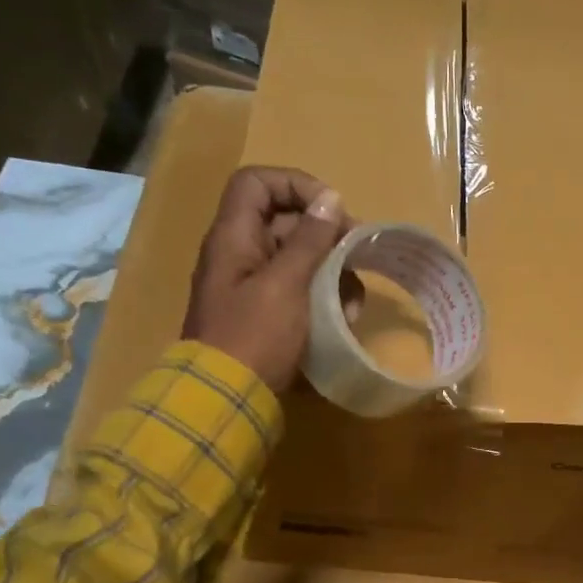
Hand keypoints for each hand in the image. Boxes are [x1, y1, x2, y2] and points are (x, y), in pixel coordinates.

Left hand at [181, 166, 353, 391]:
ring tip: (353, 301)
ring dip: (331, 273)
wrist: (226, 399)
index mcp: (233, 237)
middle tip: (356, 255)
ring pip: (298, 259)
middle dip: (326, 237)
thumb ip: (309, 240)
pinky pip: (298, 291)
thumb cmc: (255, 336)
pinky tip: (344, 319)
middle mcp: (239, 254)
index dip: (295, 185)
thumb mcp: (286, 284)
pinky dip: (323, 298)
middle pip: (284, 222)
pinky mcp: (266, 315)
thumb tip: (330, 198)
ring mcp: (252, 286)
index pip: (257, 183)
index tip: (331, 210)